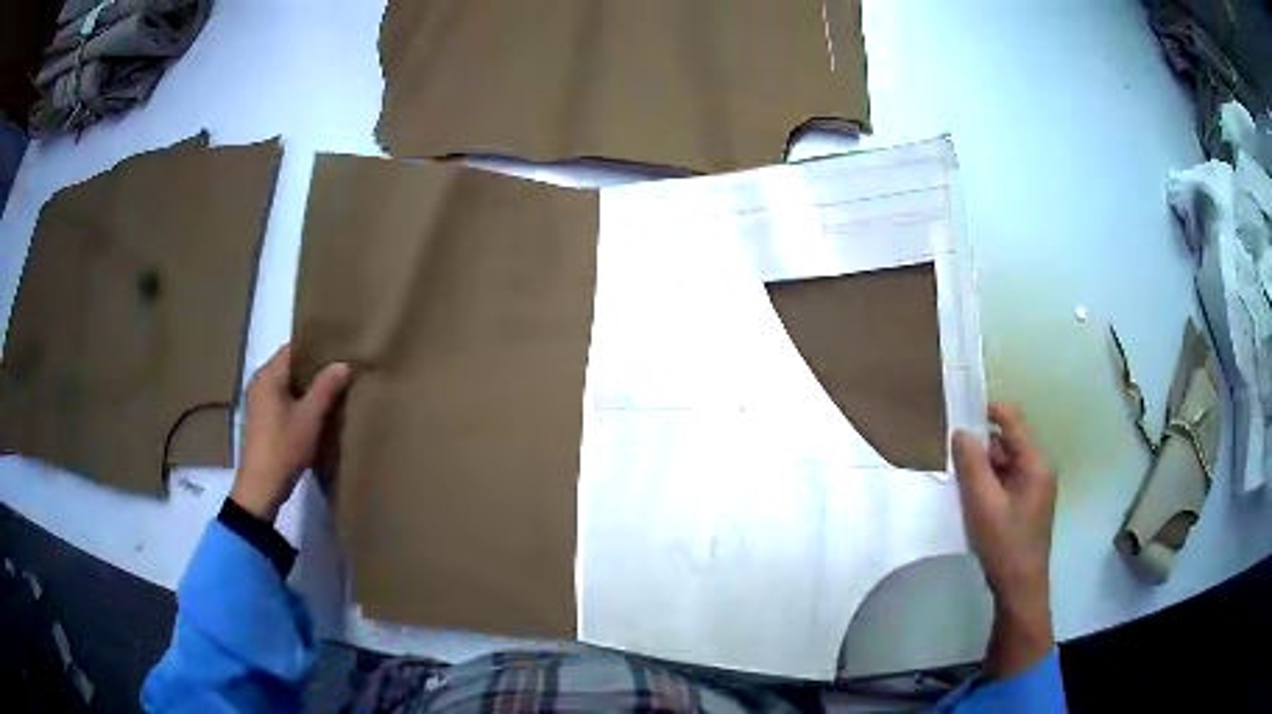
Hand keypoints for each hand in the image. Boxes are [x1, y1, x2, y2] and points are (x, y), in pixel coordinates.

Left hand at [231, 344, 350, 521]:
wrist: (262, 487)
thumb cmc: (284, 448)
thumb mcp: (310, 417)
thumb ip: (326, 387)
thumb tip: (343, 363)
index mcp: (268, 375)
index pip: (293, 348)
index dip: (315, 347)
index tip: (338, 350)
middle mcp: (260, 382)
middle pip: (290, 365)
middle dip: (314, 368)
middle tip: (341, 370)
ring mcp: (258, 402)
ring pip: (287, 384)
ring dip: (307, 387)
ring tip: (333, 390)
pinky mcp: (261, 419)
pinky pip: (282, 399)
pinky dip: (298, 401)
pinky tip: (315, 411)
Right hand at [952, 402, 1056, 678]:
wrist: (1019, 588)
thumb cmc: (1004, 544)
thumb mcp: (983, 504)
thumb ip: (972, 465)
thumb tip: (961, 432)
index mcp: (1035, 463)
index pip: (1013, 420)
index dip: (988, 411)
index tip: (960, 413)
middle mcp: (1040, 469)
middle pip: (1008, 443)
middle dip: (982, 449)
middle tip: (955, 464)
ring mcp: (1036, 488)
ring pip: (1006, 464)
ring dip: (985, 470)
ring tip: (962, 488)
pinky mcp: (1028, 505)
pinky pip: (1007, 482)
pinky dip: (990, 486)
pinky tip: (974, 504)